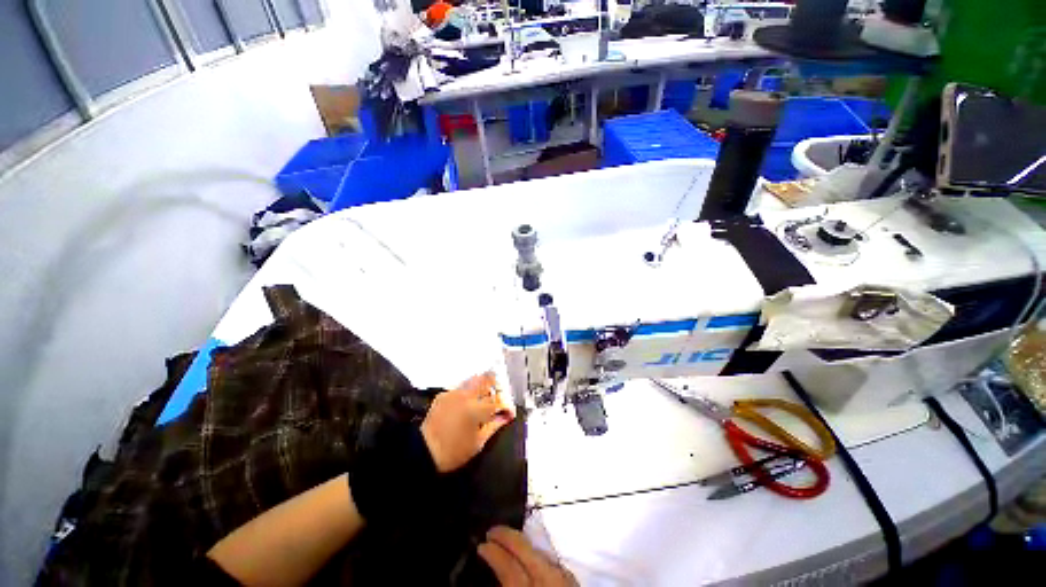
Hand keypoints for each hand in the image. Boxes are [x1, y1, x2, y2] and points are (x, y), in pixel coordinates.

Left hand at [421, 372, 513, 472]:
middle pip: (486, 379)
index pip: (498, 399)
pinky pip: (460, 387)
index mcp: (476, 409)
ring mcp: (453, 393)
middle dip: (494, 385)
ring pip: (473, 380)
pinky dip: (466, 392)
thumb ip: (494, 425)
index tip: (507, 412)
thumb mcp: (478, 442)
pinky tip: (465, 404)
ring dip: (481, 386)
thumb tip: (506, 416)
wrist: (423, 452)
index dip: (505, 405)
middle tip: (496, 395)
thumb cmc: (454, 452)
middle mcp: (466, 396)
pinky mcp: (443, 394)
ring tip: (482, 398)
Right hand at [478, 526, 577, 586]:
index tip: (481, 545)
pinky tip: (531, 557)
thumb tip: (495, 579)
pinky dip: (537, 555)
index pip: (509, 567)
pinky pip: (552, 561)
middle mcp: (548, 581)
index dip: (493, 553)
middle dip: (507, 536)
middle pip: (526, 550)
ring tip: (509, 540)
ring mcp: (564, 580)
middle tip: (492, 532)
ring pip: (540, 552)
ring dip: (522, 544)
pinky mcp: (574, 583)